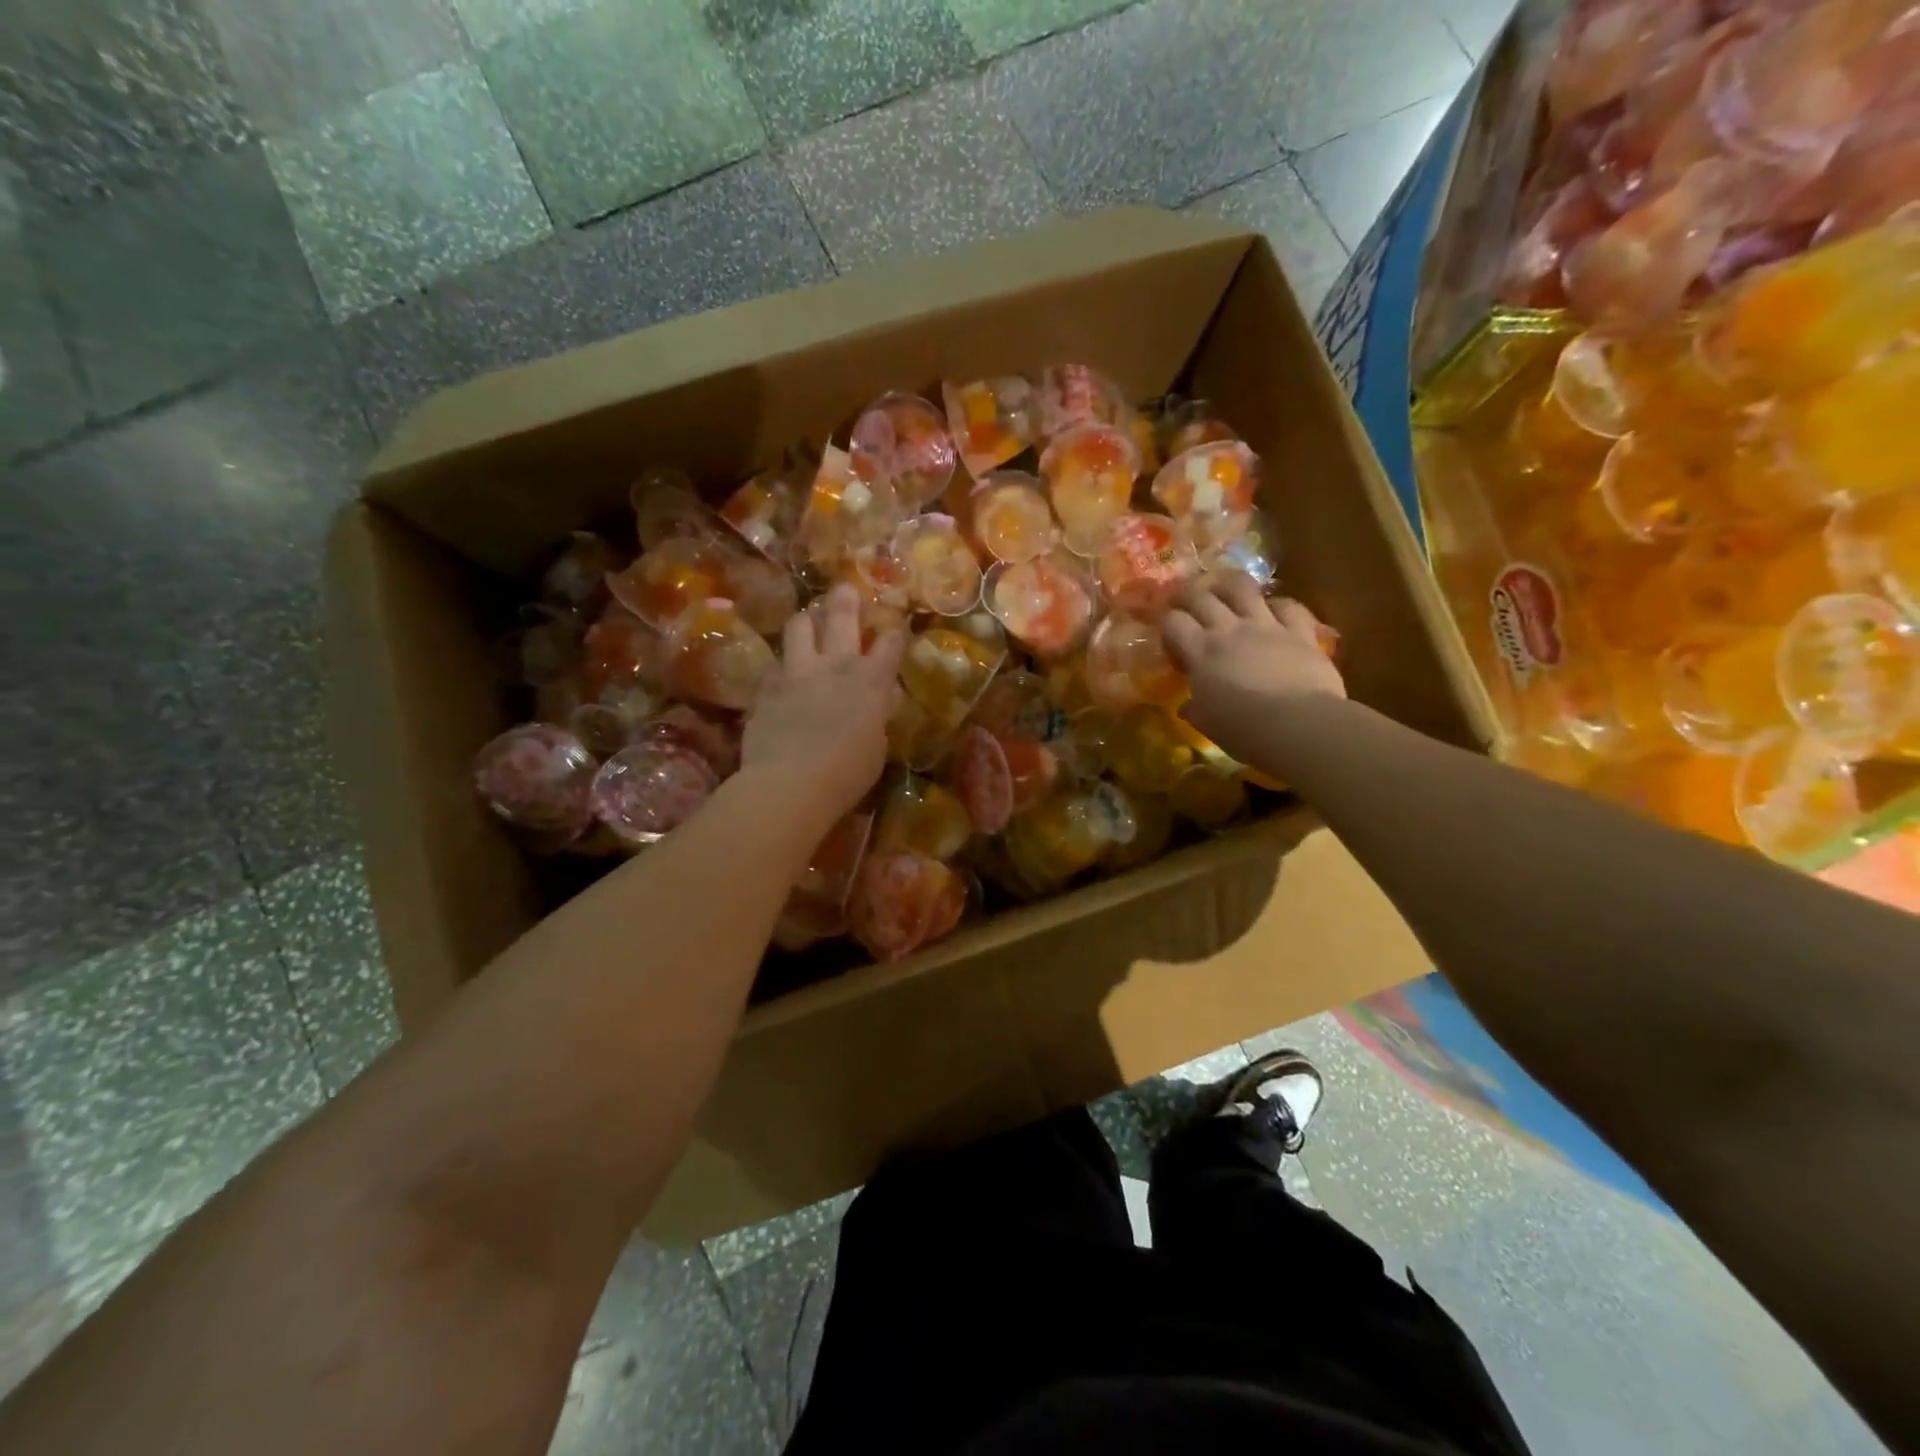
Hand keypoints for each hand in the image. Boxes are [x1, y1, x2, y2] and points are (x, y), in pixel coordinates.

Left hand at [744, 585, 905, 827]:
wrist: (790, 783)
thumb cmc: (846, 775)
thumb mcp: (876, 748)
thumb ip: (873, 719)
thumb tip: (871, 709)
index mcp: (871, 682)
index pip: (890, 643)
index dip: (894, 633)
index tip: (894, 629)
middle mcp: (835, 665)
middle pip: (841, 615)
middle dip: (846, 599)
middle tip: (845, 590)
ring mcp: (797, 672)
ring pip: (798, 625)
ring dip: (806, 620)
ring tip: (807, 622)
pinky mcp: (766, 686)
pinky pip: (774, 663)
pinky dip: (781, 664)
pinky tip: (782, 672)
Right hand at [1162, 577, 1344, 765]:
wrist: (1299, 725)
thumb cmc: (1244, 730)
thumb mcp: (1208, 723)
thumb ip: (1196, 709)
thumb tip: (1187, 707)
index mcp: (1201, 652)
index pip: (1173, 622)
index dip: (1168, 626)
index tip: (1173, 644)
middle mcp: (1229, 630)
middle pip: (1201, 596)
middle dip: (1187, 595)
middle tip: (1184, 602)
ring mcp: (1266, 626)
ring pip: (1242, 587)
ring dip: (1228, 585)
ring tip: (1223, 590)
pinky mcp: (1300, 632)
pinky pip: (1288, 606)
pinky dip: (1279, 605)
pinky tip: (1274, 611)